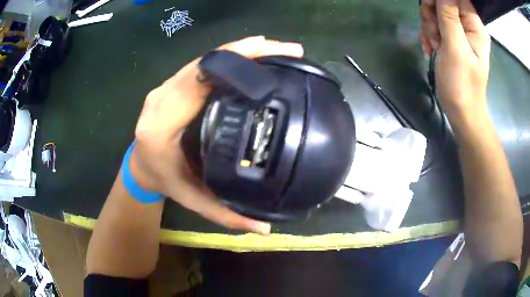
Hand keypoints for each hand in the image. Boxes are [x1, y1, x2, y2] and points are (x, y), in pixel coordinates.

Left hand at [128, 36, 303, 234]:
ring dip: (239, 50)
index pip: (197, 84)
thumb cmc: (165, 181)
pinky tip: (250, 55)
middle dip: (246, 51)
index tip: (268, 59)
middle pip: (204, 63)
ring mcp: (164, 87)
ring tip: (275, 49)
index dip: (232, 65)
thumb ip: (226, 214)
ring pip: (204, 58)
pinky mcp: (171, 83)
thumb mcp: (193, 200)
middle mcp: (160, 99)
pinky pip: (201, 63)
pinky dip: (227, 56)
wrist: (141, 165)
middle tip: (286, 50)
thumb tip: (264, 228)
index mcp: (161, 126)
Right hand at [420, 0, 491, 136]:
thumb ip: (449, 17)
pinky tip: (431, 48)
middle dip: (432, 13)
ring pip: (437, 14)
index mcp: (475, 27)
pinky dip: (430, 35)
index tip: (430, 7)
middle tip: (432, 31)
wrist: (461, 112)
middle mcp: (468, 27)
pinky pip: (436, 27)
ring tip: (433, 44)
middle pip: (445, 3)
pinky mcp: (452, 42)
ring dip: (429, 26)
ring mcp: (460, 34)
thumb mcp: (455, 48)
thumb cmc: (462, 83)